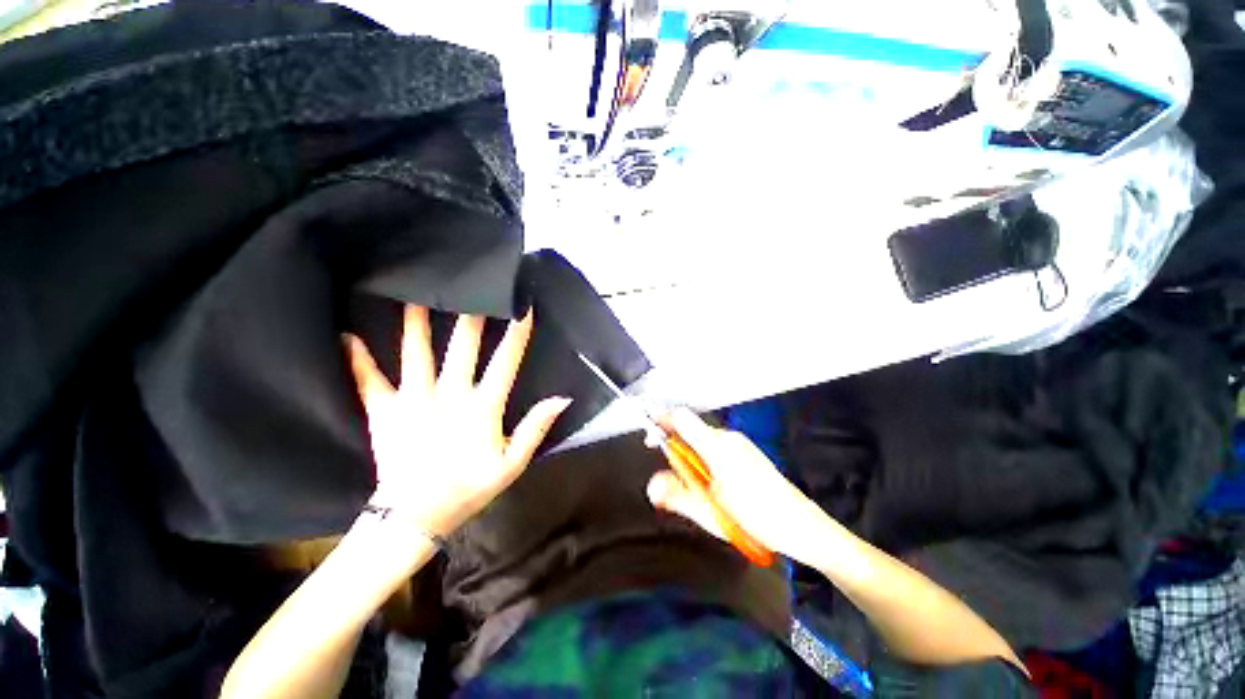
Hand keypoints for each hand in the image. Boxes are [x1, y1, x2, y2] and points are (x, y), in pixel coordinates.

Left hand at [346, 305, 570, 538]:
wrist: (414, 517)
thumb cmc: (469, 488)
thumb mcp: (512, 464)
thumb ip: (536, 428)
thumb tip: (562, 398)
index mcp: (482, 407)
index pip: (505, 362)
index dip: (517, 334)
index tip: (523, 308)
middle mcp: (449, 394)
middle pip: (462, 348)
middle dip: (470, 316)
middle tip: (471, 287)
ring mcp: (413, 400)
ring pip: (415, 353)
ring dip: (416, 324)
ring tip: (412, 294)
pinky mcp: (384, 411)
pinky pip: (368, 380)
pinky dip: (358, 359)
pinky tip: (347, 337)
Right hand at [646, 409, 833, 567]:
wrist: (802, 527)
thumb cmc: (757, 517)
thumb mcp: (709, 511)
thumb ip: (677, 494)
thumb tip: (652, 486)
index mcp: (716, 446)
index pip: (680, 418)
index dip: (660, 421)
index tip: (649, 437)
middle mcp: (727, 438)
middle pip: (690, 430)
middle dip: (676, 449)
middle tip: (674, 477)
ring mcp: (739, 444)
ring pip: (702, 441)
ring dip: (691, 458)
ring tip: (698, 489)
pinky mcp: (746, 453)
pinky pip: (716, 448)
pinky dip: (705, 461)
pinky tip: (713, 486)